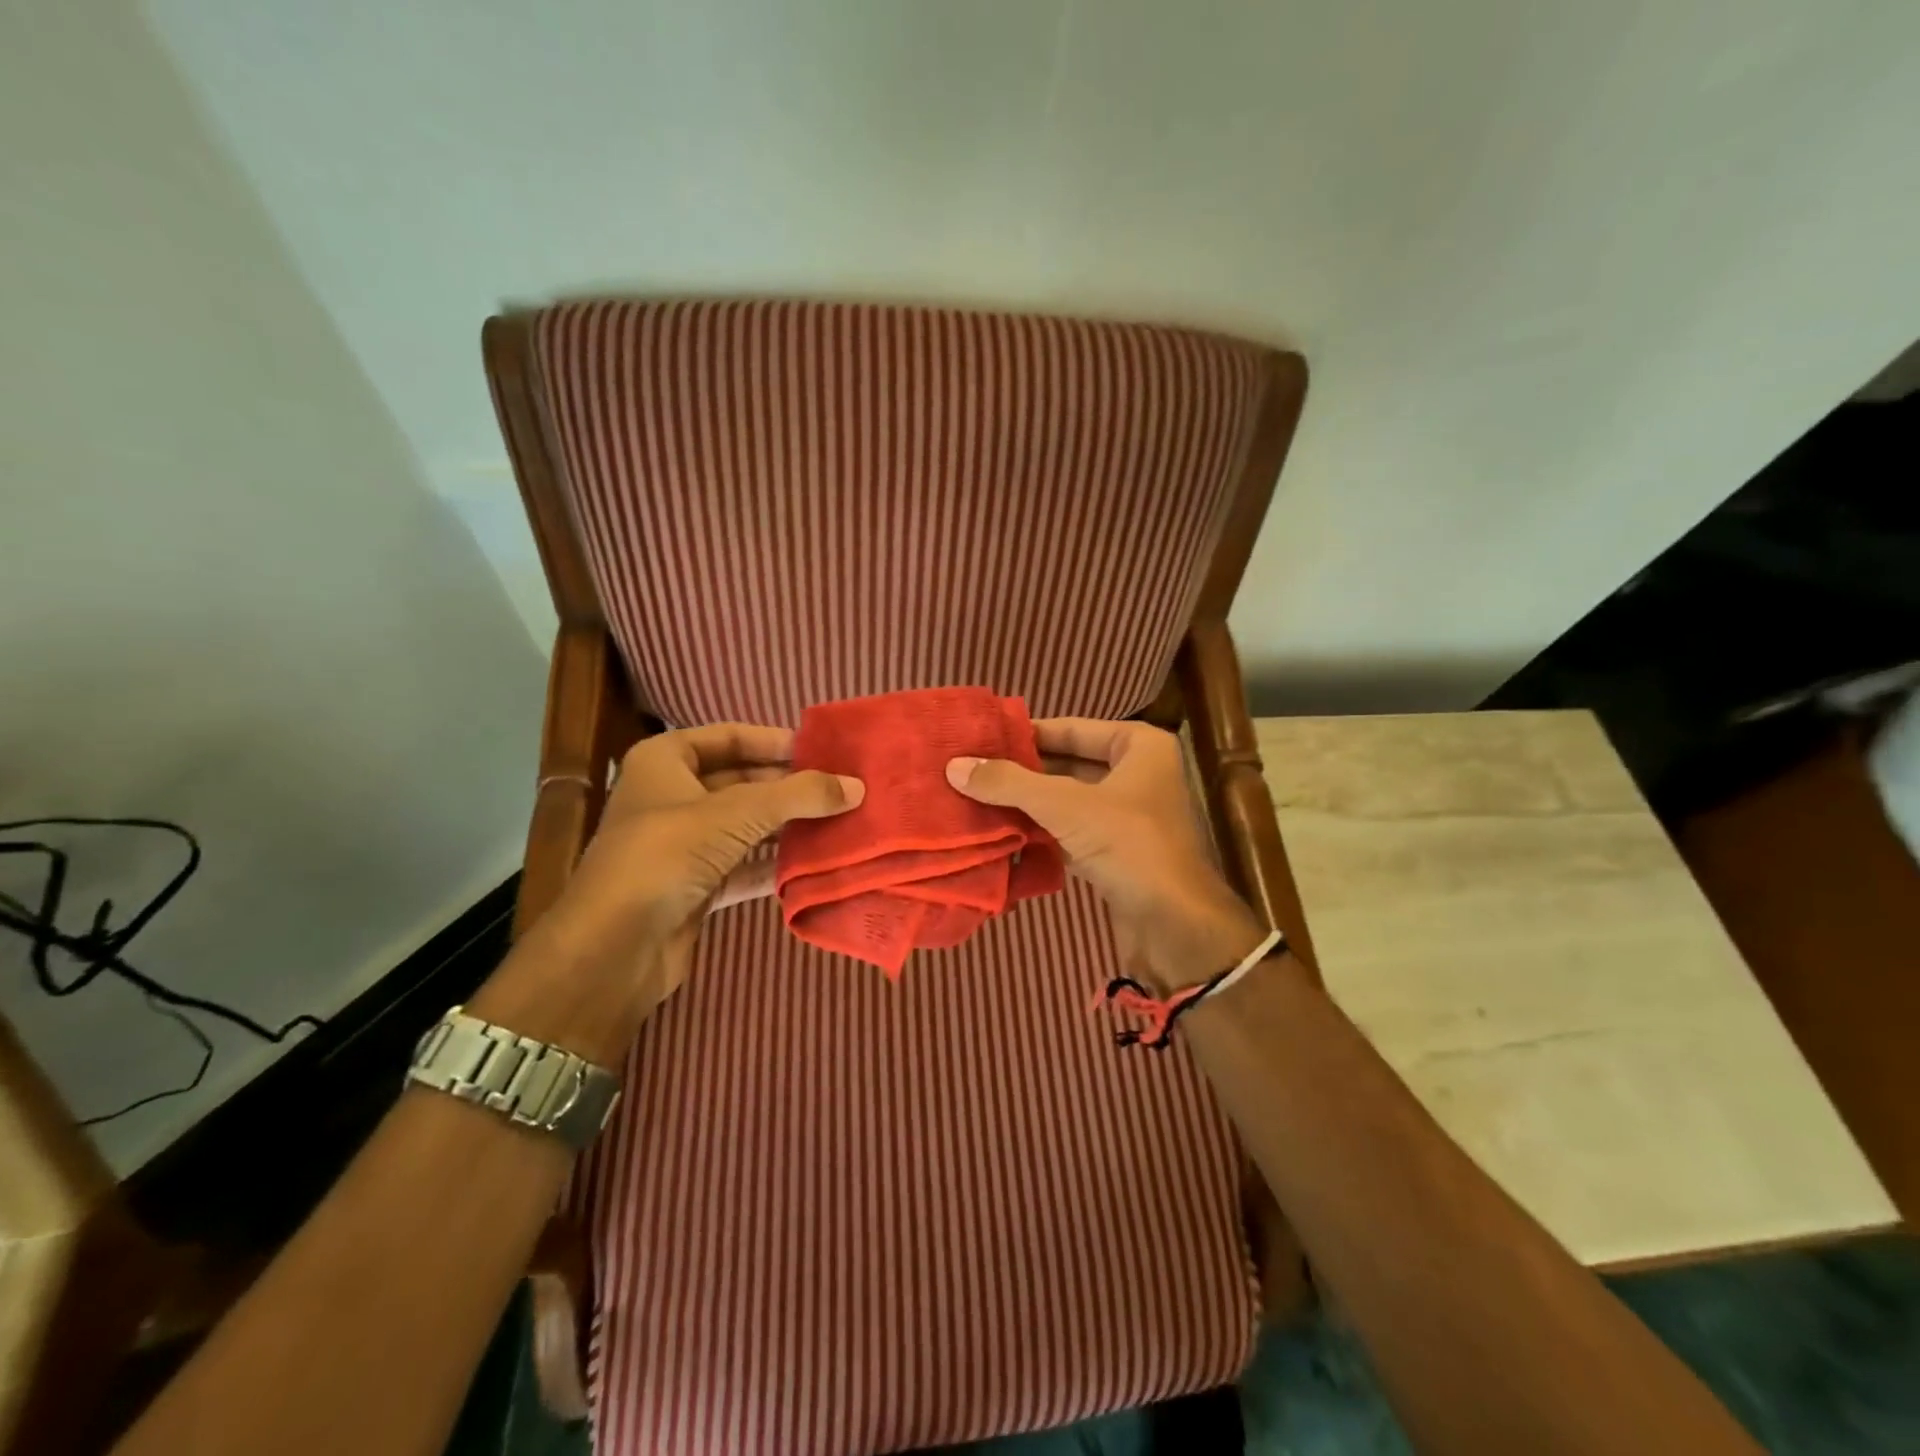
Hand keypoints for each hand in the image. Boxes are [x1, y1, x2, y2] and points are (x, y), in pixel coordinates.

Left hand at [481, 724, 861, 1060]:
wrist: (614, 948)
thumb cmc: (668, 854)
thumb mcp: (738, 813)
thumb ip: (800, 795)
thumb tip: (857, 785)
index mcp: (664, 763)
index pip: (727, 737)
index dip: (773, 741)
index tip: (820, 752)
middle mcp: (670, 798)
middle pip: (739, 782)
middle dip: (787, 787)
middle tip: (839, 790)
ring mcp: (681, 847)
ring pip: (744, 827)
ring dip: (786, 827)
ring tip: (838, 823)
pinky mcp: (694, 888)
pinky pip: (743, 866)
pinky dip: (774, 865)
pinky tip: (813, 865)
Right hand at [946, 718, 1265, 991]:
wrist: (1176, 926)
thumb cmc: (1130, 845)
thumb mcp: (1066, 806)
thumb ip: (1010, 783)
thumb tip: (954, 766)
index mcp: (1138, 746)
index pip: (1070, 727)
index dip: (1025, 734)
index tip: (979, 739)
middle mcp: (1136, 773)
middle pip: (1066, 763)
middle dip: (1020, 771)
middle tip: (969, 770)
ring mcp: (1126, 815)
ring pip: (1065, 799)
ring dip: (1026, 803)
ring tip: (974, 798)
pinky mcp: (1116, 851)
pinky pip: (1069, 830)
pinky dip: (1039, 831)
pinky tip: (1000, 832)